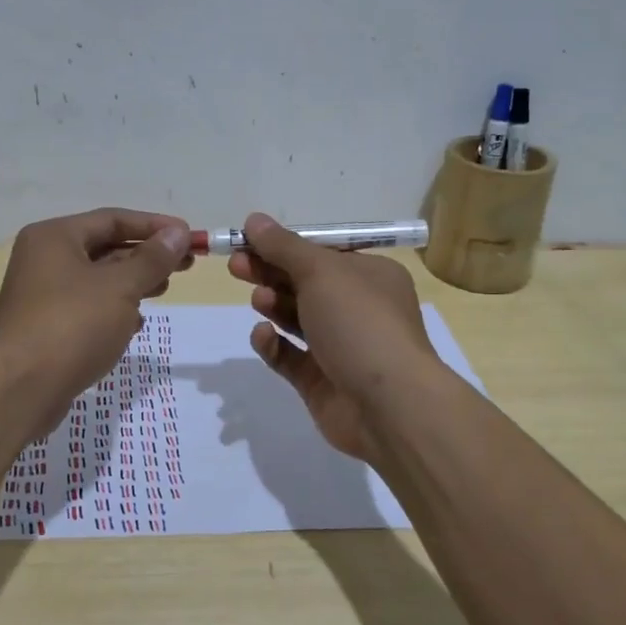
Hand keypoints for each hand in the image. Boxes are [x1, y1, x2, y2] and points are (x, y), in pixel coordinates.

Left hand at [0, 208, 192, 424]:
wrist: (21, 390)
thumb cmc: (73, 325)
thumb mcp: (120, 287)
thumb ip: (152, 259)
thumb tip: (178, 233)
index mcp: (54, 237)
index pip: (112, 219)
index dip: (154, 226)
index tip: (189, 236)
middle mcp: (44, 259)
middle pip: (105, 248)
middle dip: (146, 255)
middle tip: (186, 264)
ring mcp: (42, 295)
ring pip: (98, 279)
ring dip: (133, 282)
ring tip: (165, 288)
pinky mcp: (46, 327)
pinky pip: (87, 307)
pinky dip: (114, 309)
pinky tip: (136, 323)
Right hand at [228, 212, 441, 463]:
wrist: (388, 405)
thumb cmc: (360, 323)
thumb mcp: (321, 272)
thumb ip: (284, 247)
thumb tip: (254, 219)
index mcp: (370, 276)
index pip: (322, 254)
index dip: (284, 246)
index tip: (248, 241)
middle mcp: (358, 309)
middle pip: (305, 283)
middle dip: (270, 272)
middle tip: (237, 266)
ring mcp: (340, 347)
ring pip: (296, 319)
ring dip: (273, 305)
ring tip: (258, 300)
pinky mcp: (321, 381)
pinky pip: (290, 356)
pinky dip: (273, 344)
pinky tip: (262, 335)